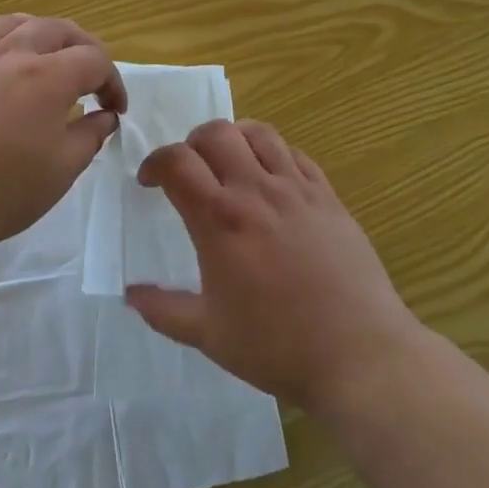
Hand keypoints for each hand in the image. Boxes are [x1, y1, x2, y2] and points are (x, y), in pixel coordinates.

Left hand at [0, 15, 125, 263]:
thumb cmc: (0, 192)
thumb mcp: (61, 171)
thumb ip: (90, 136)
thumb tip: (104, 116)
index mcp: (46, 77)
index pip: (93, 60)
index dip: (113, 82)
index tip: (115, 110)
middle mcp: (11, 54)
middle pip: (58, 29)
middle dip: (84, 48)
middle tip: (92, 77)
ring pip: (17, 23)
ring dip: (44, 34)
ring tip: (50, 58)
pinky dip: (8, 45)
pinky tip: (6, 75)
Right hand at [127, 120, 422, 411]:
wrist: (358, 354)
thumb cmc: (277, 346)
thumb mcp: (208, 335)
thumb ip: (164, 310)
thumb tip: (130, 294)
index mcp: (220, 220)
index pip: (176, 161)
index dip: (155, 162)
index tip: (150, 182)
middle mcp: (255, 191)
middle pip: (215, 133)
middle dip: (192, 143)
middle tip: (190, 172)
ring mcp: (296, 189)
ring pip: (258, 133)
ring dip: (234, 139)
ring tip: (230, 165)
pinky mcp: (328, 196)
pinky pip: (295, 154)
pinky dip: (274, 155)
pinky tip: (272, 181)